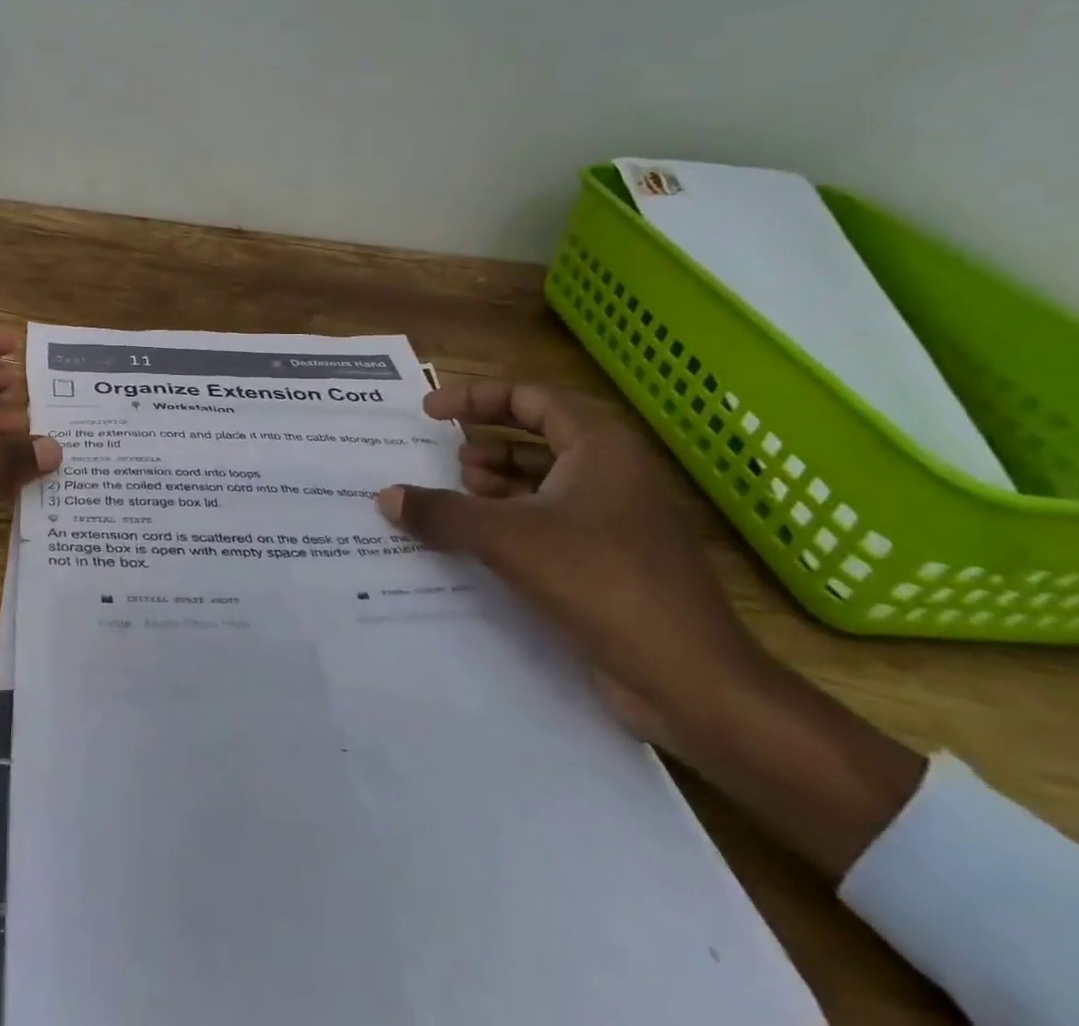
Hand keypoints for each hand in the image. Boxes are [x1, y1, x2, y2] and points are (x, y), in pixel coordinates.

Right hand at [378, 380, 766, 748]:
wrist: (692, 681)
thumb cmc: (602, 583)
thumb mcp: (507, 540)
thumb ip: (442, 513)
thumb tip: (386, 497)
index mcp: (601, 447)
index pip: (530, 397)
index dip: (475, 398)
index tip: (430, 412)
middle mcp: (614, 472)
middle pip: (539, 435)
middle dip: (486, 441)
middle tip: (441, 454)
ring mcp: (618, 518)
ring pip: (547, 479)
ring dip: (498, 482)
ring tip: (455, 495)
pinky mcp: (615, 559)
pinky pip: (553, 520)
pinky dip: (513, 519)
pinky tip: (478, 541)